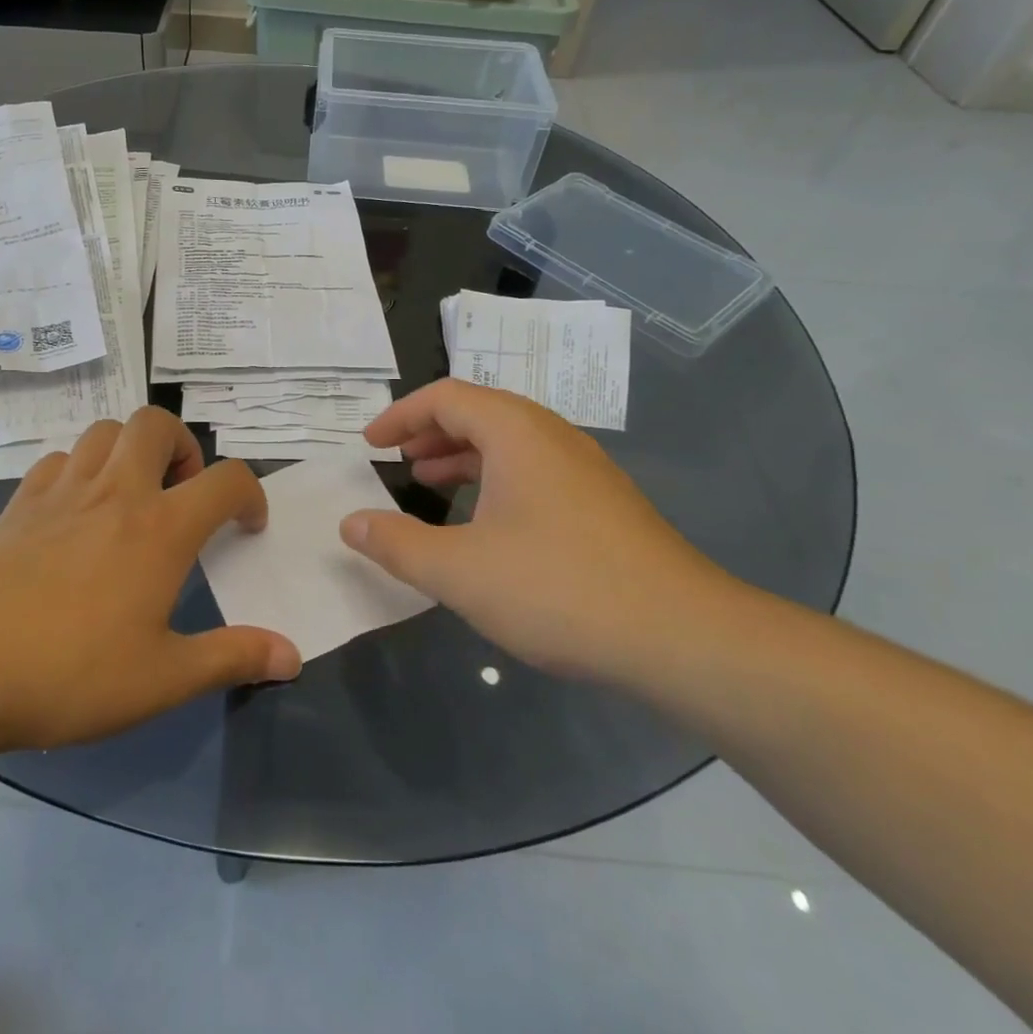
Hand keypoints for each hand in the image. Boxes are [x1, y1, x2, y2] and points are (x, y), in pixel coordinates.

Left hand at [0, 407, 299, 754]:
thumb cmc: (68, 673)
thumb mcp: (162, 679)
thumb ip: (232, 659)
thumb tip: (293, 655)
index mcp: (160, 528)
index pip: (227, 480)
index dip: (250, 495)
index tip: (246, 527)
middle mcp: (115, 492)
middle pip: (157, 423)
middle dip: (183, 447)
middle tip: (181, 496)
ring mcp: (61, 490)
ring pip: (105, 430)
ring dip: (130, 449)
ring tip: (131, 497)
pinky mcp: (19, 502)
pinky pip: (59, 460)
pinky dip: (80, 470)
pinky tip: (75, 513)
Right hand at [339, 379, 737, 680]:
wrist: (681, 637)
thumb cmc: (558, 589)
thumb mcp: (459, 571)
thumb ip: (396, 543)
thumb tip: (350, 523)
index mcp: (517, 433)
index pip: (447, 396)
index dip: (401, 414)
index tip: (370, 443)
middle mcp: (554, 437)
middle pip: (481, 412)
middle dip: (431, 431)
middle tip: (398, 460)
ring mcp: (585, 470)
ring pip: (510, 443)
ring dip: (463, 455)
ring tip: (430, 484)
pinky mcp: (603, 504)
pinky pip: (534, 471)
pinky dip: (495, 480)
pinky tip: (486, 524)